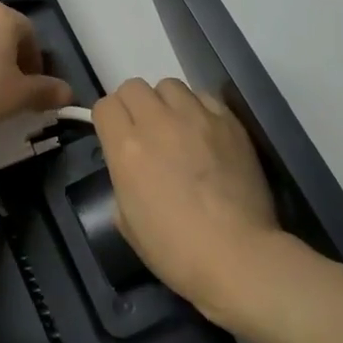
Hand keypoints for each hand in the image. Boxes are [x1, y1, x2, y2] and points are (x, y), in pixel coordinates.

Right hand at [93, 78, 303, 331]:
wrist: (237, 256)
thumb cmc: (175, 250)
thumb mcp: (127, 221)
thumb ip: (122, 180)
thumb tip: (132, 168)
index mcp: (126, 147)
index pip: (105, 106)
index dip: (108, 121)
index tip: (116, 138)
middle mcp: (158, 122)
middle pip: (134, 87)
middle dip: (133, 106)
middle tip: (145, 133)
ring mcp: (197, 117)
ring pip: (170, 85)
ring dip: (166, 103)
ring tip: (177, 129)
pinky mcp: (229, 122)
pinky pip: (205, 97)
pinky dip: (199, 109)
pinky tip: (205, 134)